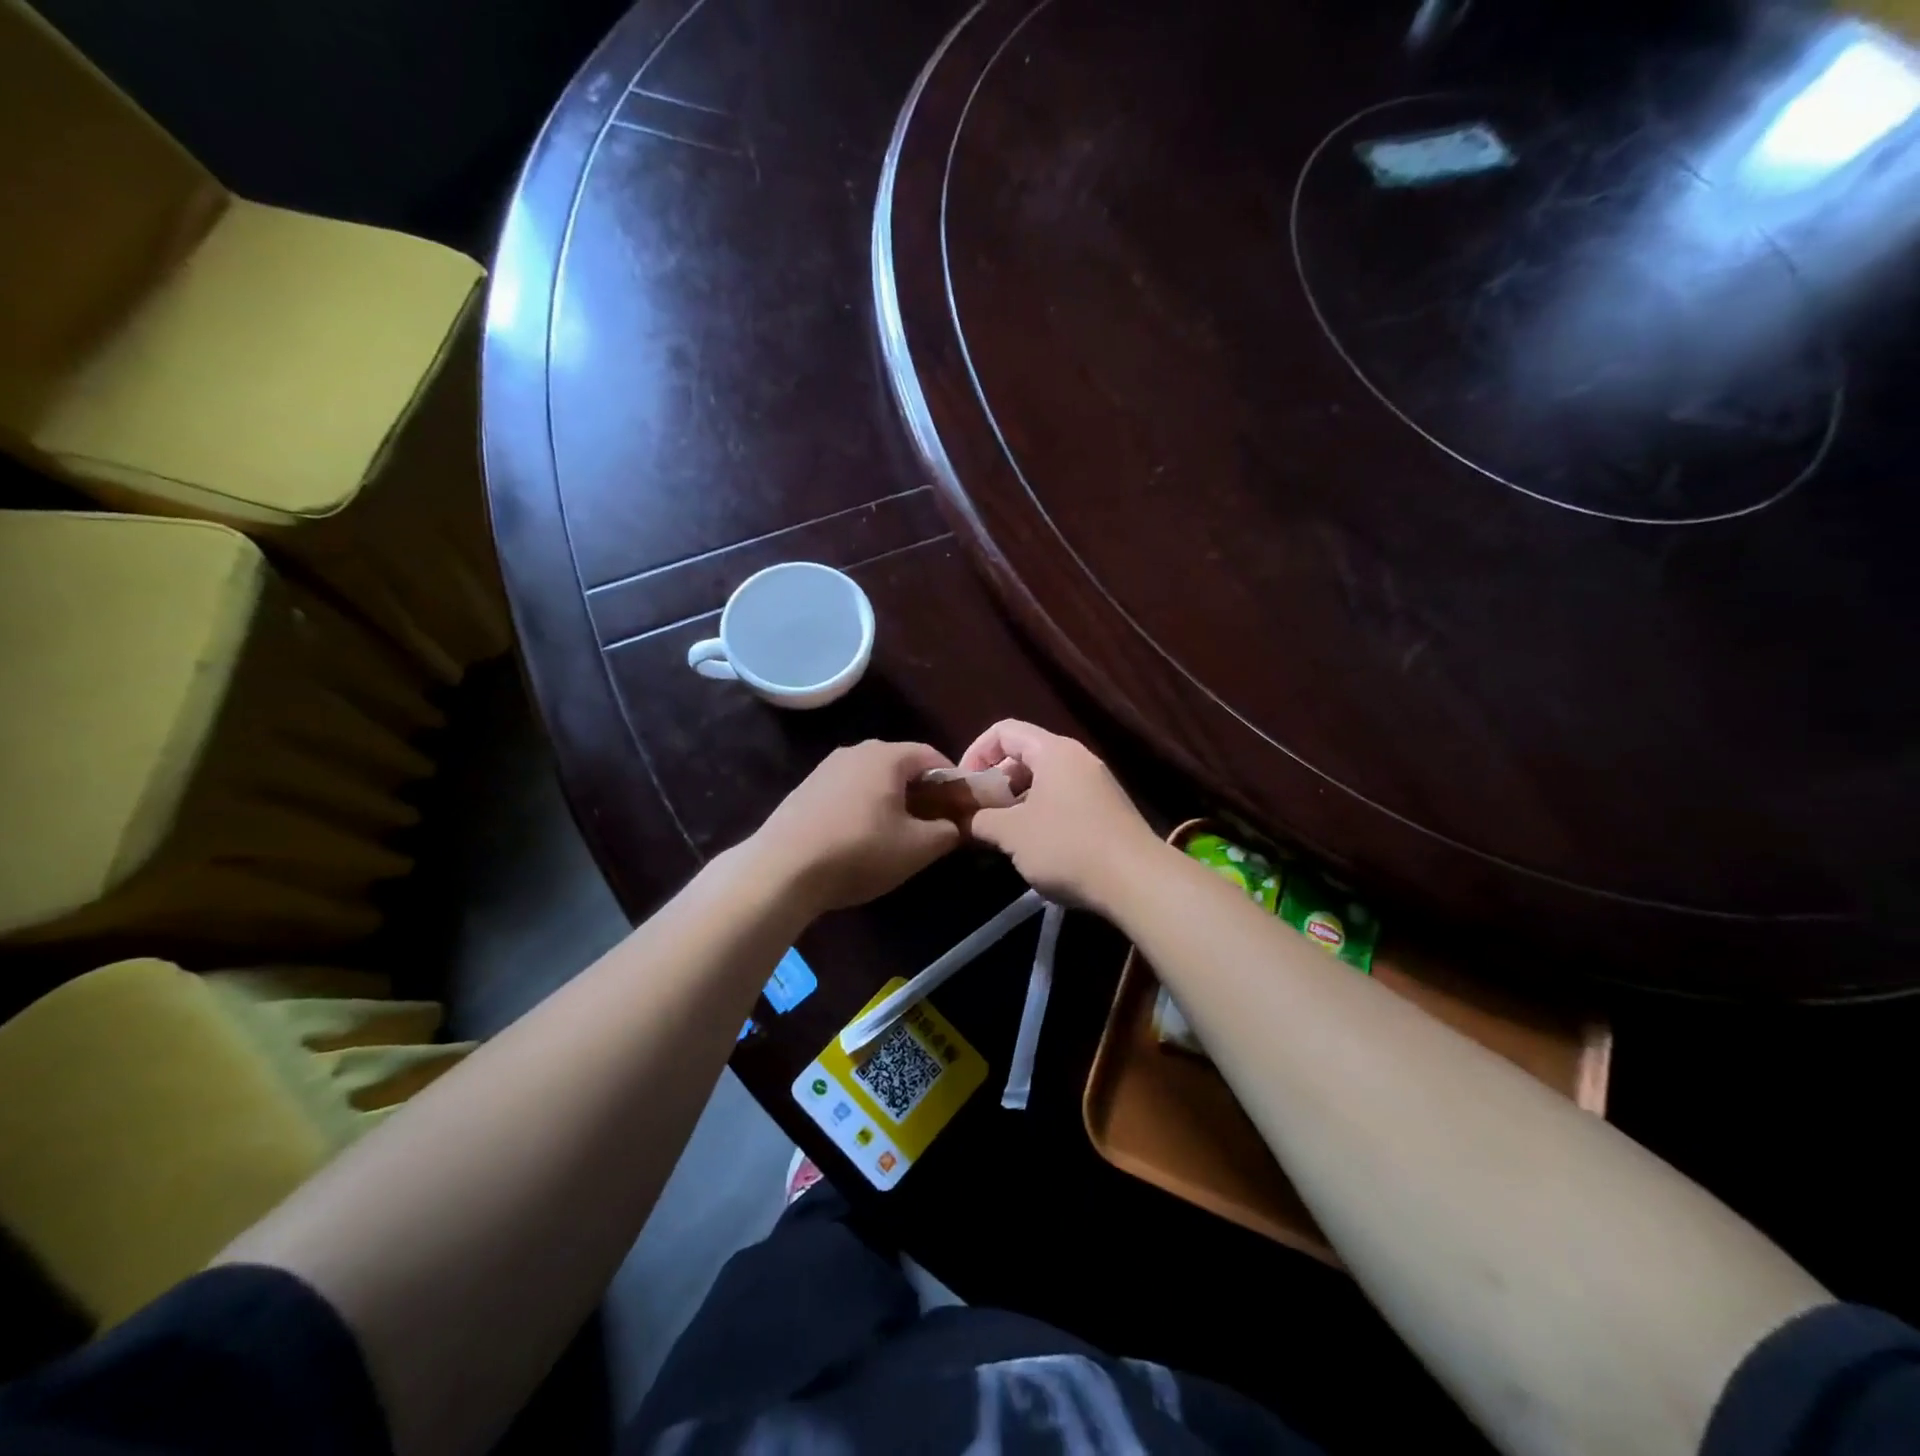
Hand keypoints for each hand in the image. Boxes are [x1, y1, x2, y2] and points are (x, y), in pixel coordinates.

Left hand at [752, 740, 965, 913]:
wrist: (782, 868)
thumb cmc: (859, 851)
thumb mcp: (917, 848)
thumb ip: (947, 832)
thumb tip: (955, 825)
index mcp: (887, 756)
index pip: (932, 755)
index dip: (952, 780)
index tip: (960, 807)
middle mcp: (856, 751)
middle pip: (901, 765)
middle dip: (921, 790)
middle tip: (932, 822)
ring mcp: (826, 768)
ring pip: (872, 778)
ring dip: (891, 799)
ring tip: (897, 832)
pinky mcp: (805, 789)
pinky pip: (847, 790)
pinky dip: (863, 806)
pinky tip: (860, 837)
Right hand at [958, 720, 1163, 910]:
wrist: (1137, 881)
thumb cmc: (1067, 846)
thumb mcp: (1012, 834)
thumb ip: (982, 821)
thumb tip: (966, 820)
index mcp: (1053, 751)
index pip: (1004, 731)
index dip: (975, 753)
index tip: (964, 787)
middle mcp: (1077, 758)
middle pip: (1024, 755)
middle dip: (995, 782)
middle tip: (980, 814)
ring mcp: (1096, 784)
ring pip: (1044, 781)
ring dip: (1016, 802)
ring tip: (1002, 835)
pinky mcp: (1106, 810)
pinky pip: (1063, 800)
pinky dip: (1040, 814)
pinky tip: (1034, 847)